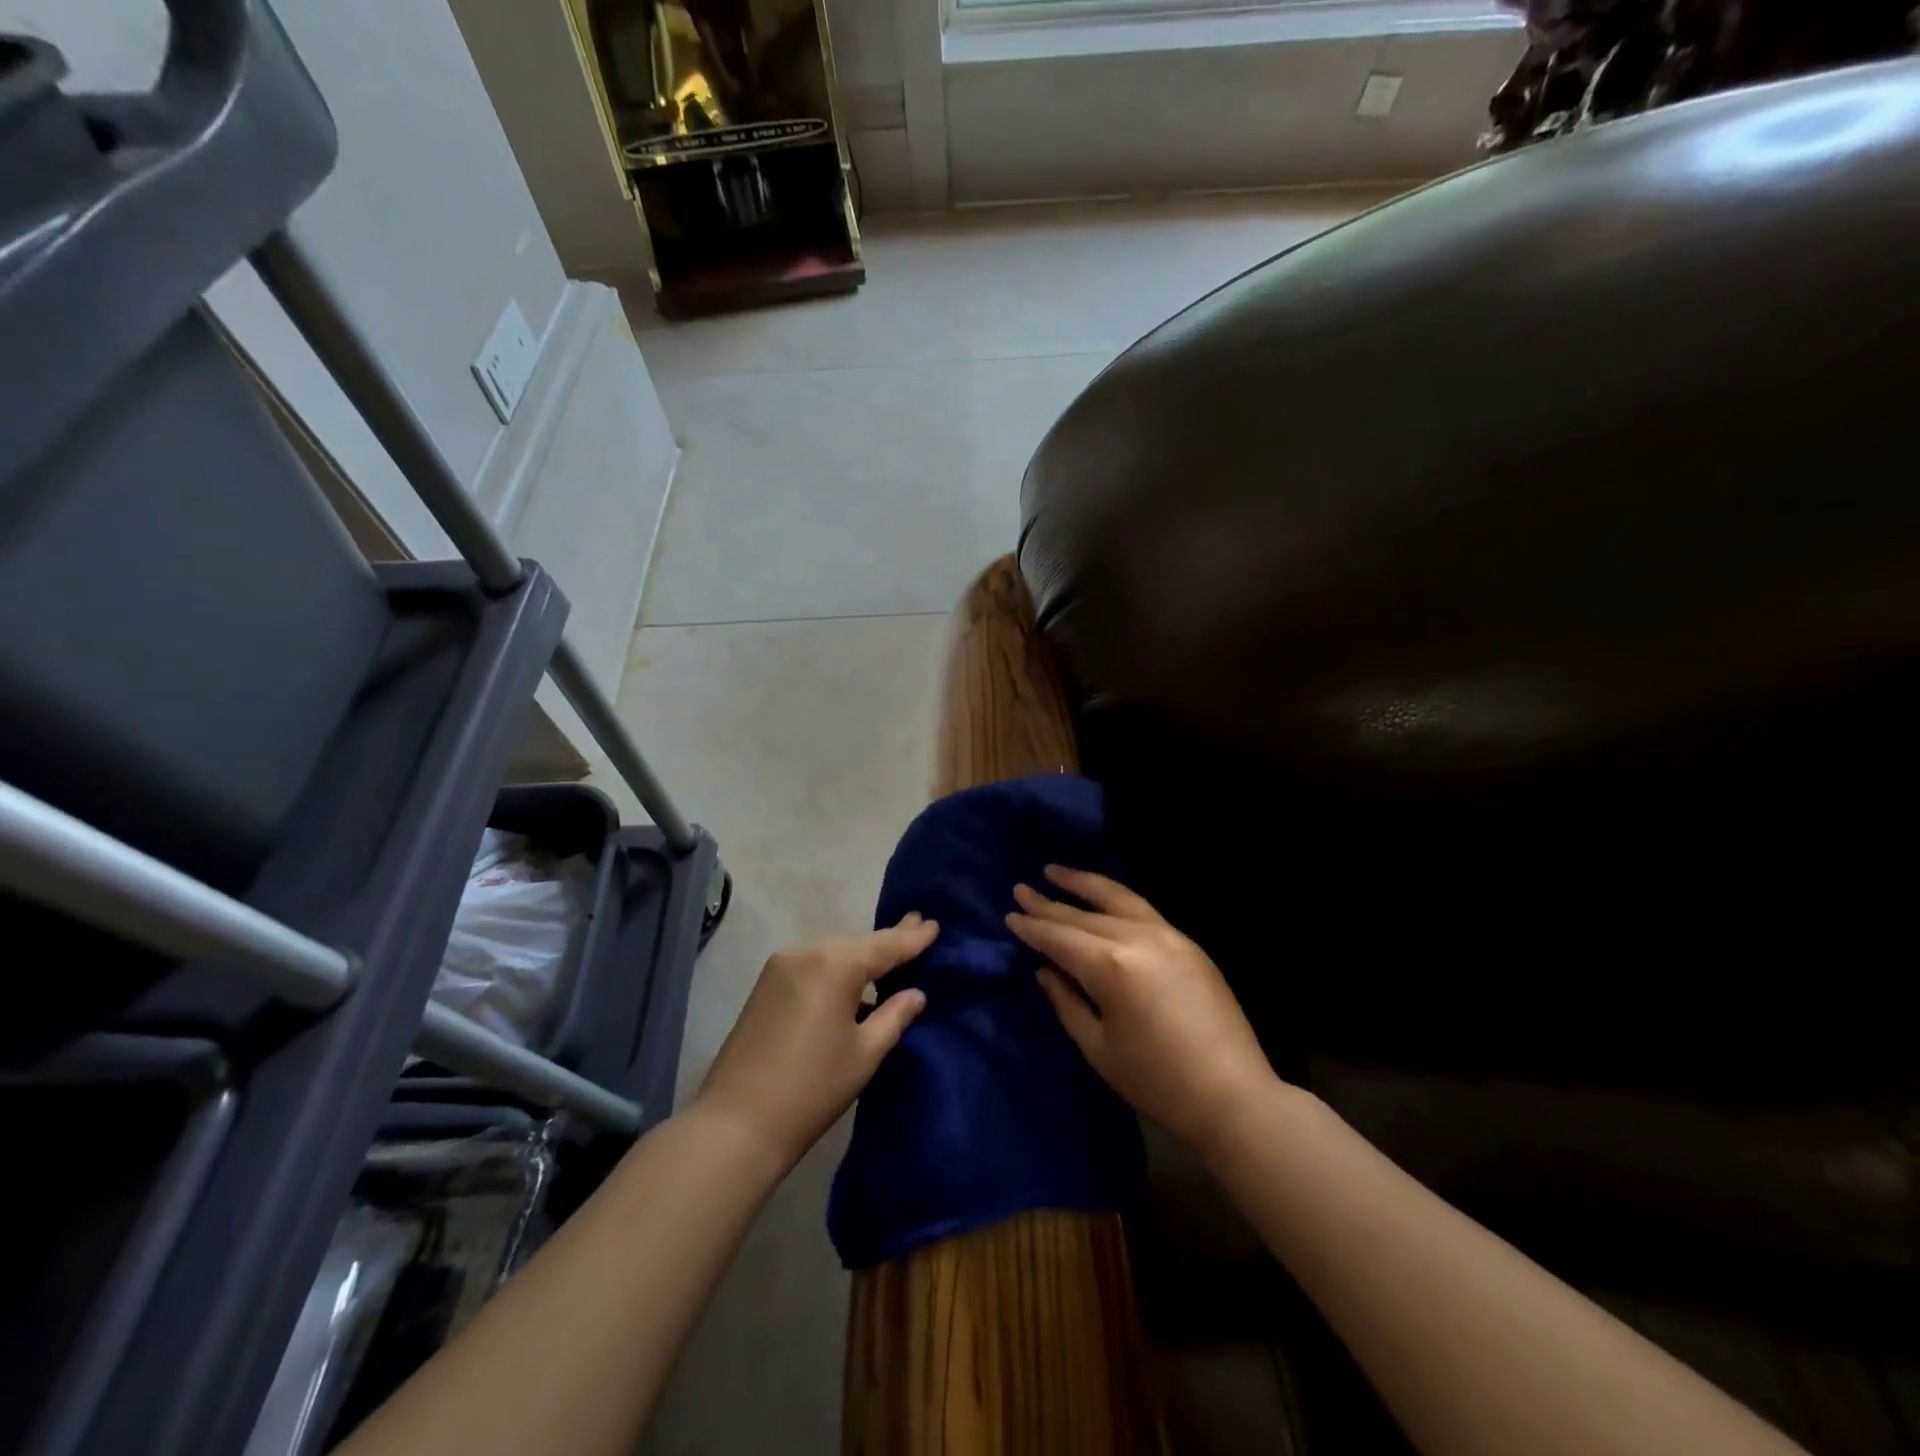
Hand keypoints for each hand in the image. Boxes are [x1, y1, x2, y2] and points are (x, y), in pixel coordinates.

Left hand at [694, 914, 937, 1171]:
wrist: (736, 1124)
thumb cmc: (812, 1089)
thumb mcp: (865, 1054)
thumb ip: (894, 1016)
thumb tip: (916, 993)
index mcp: (835, 964)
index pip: (884, 946)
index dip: (912, 937)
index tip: (934, 922)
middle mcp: (806, 952)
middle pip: (857, 944)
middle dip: (887, 941)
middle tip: (917, 928)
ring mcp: (780, 967)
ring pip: (832, 953)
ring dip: (860, 956)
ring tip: (890, 953)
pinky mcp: (765, 986)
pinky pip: (812, 965)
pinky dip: (835, 969)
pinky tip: (852, 980)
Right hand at [1007, 867, 1274, 1157]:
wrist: (1233, 1095)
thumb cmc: (1157, 1082)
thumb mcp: (1098, 1048)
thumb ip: (1066, 1002)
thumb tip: (1046, 971)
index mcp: (1112, 967)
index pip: (1060, 938)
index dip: (1033, 928)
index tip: (1011, 915)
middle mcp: (1138, 938)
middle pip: (1084, 915)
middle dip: (1049, 904)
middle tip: (1021, 890)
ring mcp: (1168, 935)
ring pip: (1117, 898)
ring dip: (1083, 884)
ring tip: (1055, 871)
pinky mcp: (1188, 942)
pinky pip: (1142, 908)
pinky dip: (1115, 897)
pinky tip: (1101, 896)